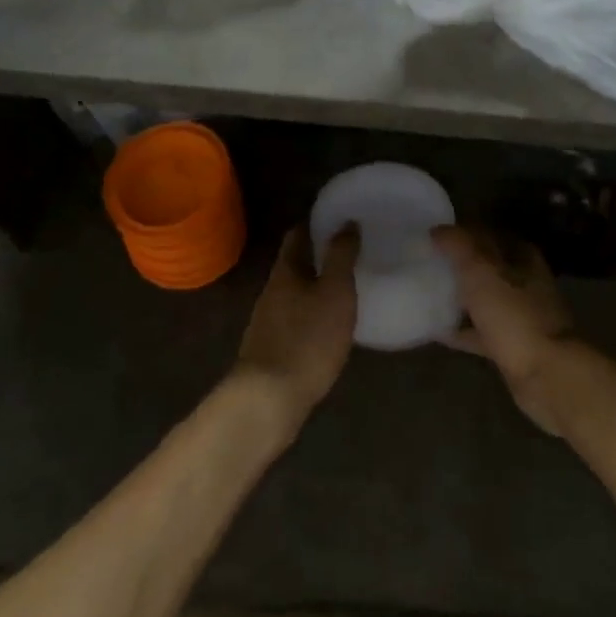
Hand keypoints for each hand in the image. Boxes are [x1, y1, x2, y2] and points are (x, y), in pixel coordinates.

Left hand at [235, 225, 359, 428]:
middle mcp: (271, 291)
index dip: (315, 223)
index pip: (297, 235)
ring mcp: (267, 322)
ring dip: (314, 286)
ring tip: (343, 287)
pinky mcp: (270, 349)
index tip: (337, 217)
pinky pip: (293, 319)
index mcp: (285, 272)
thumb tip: (346, 221)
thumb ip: (341, 256)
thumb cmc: (308, 339)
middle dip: (317, 255)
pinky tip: (327, 325)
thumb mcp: (335, 292)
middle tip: (348, 252)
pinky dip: (310, 313)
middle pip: (293, 264)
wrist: (269, 399)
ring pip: (293, 293)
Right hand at [433, 226, 579, 434]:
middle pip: (488, 267)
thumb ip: (459, 246)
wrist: (547, 375)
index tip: (435, 234)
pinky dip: (462, 331)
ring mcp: (520, 316)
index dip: (464, 231)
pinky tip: (435, 331)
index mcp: (522, 258)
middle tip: (428, 263)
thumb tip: (437, 229)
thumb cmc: (515, 315)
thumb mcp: (481, 271)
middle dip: (460, 265)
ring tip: (427, 293)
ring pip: (485, 300)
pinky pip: (481, 333)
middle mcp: (525, 283)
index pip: (490, 234)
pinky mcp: (513, 346)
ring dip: (461, 297)